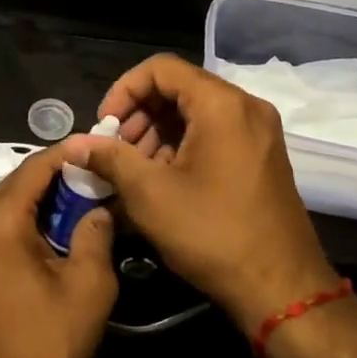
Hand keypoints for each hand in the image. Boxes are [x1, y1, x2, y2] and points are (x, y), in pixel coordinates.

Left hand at [0, 145, 118, 357]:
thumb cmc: (49, 349)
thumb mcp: (89, 287)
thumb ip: (95, 232)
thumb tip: (98, 207)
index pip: (33, 170)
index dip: (65, 155)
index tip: (92, 147)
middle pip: (11, 189)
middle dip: (49, 183)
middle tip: (86, 182)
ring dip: (28, 209)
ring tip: (66, 213)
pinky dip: (8, 232)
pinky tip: (36, 246)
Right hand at [62, 55, 340, 331]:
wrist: (282, 289)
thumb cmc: (212, 233)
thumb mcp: (150, 194)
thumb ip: (109, 158)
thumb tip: (74, 144)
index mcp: (221, 104)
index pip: (160, 68)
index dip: (124, 91)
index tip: (104, 126)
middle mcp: (246, 107)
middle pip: (179, 88)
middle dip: (139, 114)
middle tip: (115, 151)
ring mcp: (259, 131)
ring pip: (196, 112)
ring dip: (158, 132)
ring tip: (134, 171)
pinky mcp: (262, 155)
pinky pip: (215, 132)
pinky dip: (183, 145)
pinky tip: (162, 179)